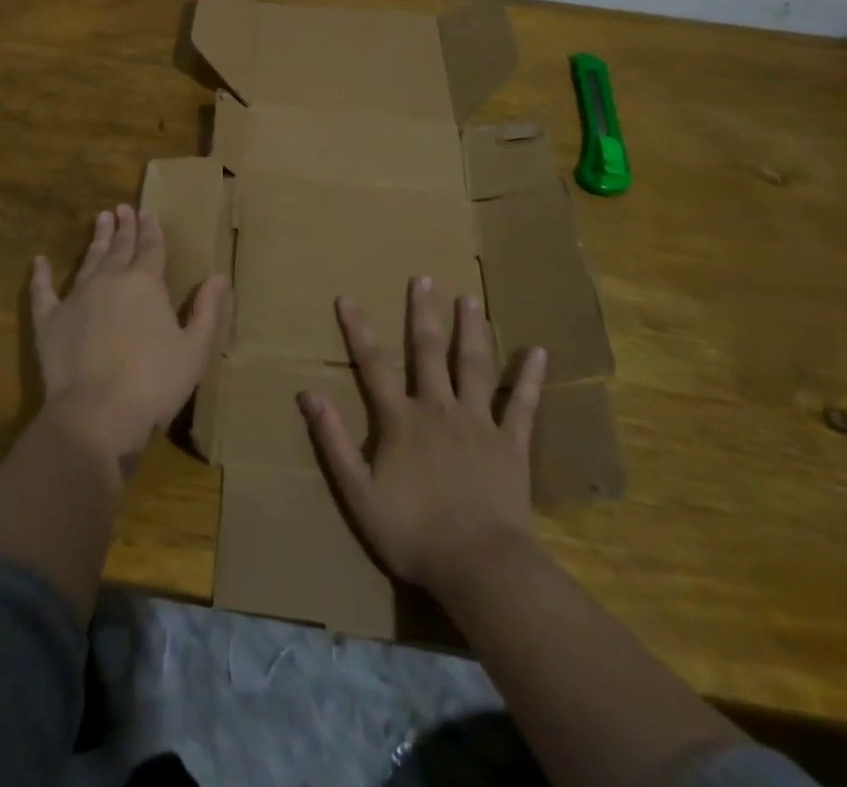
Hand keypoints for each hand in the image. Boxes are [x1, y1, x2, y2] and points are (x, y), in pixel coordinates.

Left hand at [30, 204, 227, 464]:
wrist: (96, 413)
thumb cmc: (154, 383)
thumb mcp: (194, 349)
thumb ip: (208, 310)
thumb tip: (219, 276)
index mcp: (146, 283)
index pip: (151, 248)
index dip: (151, 230)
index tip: (147, 213)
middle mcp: (110, 280)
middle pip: (120, 247)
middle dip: (124, 227)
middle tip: (122, 208)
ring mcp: (77, 297)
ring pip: (89, 260)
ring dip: (96, 239)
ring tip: (100, 219)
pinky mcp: (50, 320)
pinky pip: (43, 290)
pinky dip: (40, 275)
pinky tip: (39, 261)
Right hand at [297, 277, 548, 596]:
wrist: (480, 567)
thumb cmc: (413, 533)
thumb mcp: (357, 492)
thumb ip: (333, 440)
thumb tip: (307, 393)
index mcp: (400, 420)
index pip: (373, 365)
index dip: (358, 330)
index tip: (347, 297)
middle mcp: (439, 409)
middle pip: (429, 352)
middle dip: (423, 313)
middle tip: (424, 278)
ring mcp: (478, 424)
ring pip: (474, 366)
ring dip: (471, 331)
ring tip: (470, 299)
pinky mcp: (511, 445)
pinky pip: (522, 406)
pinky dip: (530, 378)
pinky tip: (539, 352)